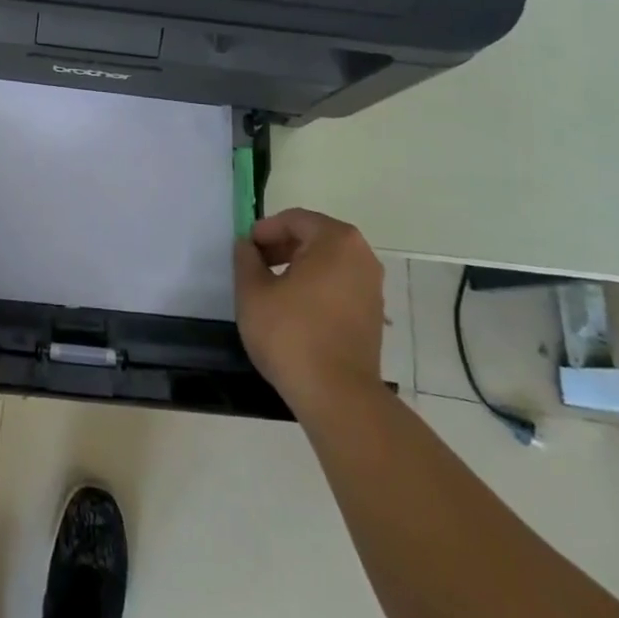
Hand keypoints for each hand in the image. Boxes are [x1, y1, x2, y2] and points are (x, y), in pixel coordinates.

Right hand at [234, 209, 386, 419]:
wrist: (338, 398)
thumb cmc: (292, 335)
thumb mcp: (253, 292)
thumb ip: (246, 259)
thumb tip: (247, 245)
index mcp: (336, 240)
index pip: (294, 220)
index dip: (264, 231)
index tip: (245, 250)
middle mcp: (361, 256)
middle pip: (314, 238)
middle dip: (281, 247)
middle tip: (255, 266)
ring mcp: (372, 287)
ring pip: (327, 263)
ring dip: (298, 268)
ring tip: (271, 290)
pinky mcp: (373, 315)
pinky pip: (339, 286)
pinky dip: (316, 288)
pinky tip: (294, 311)